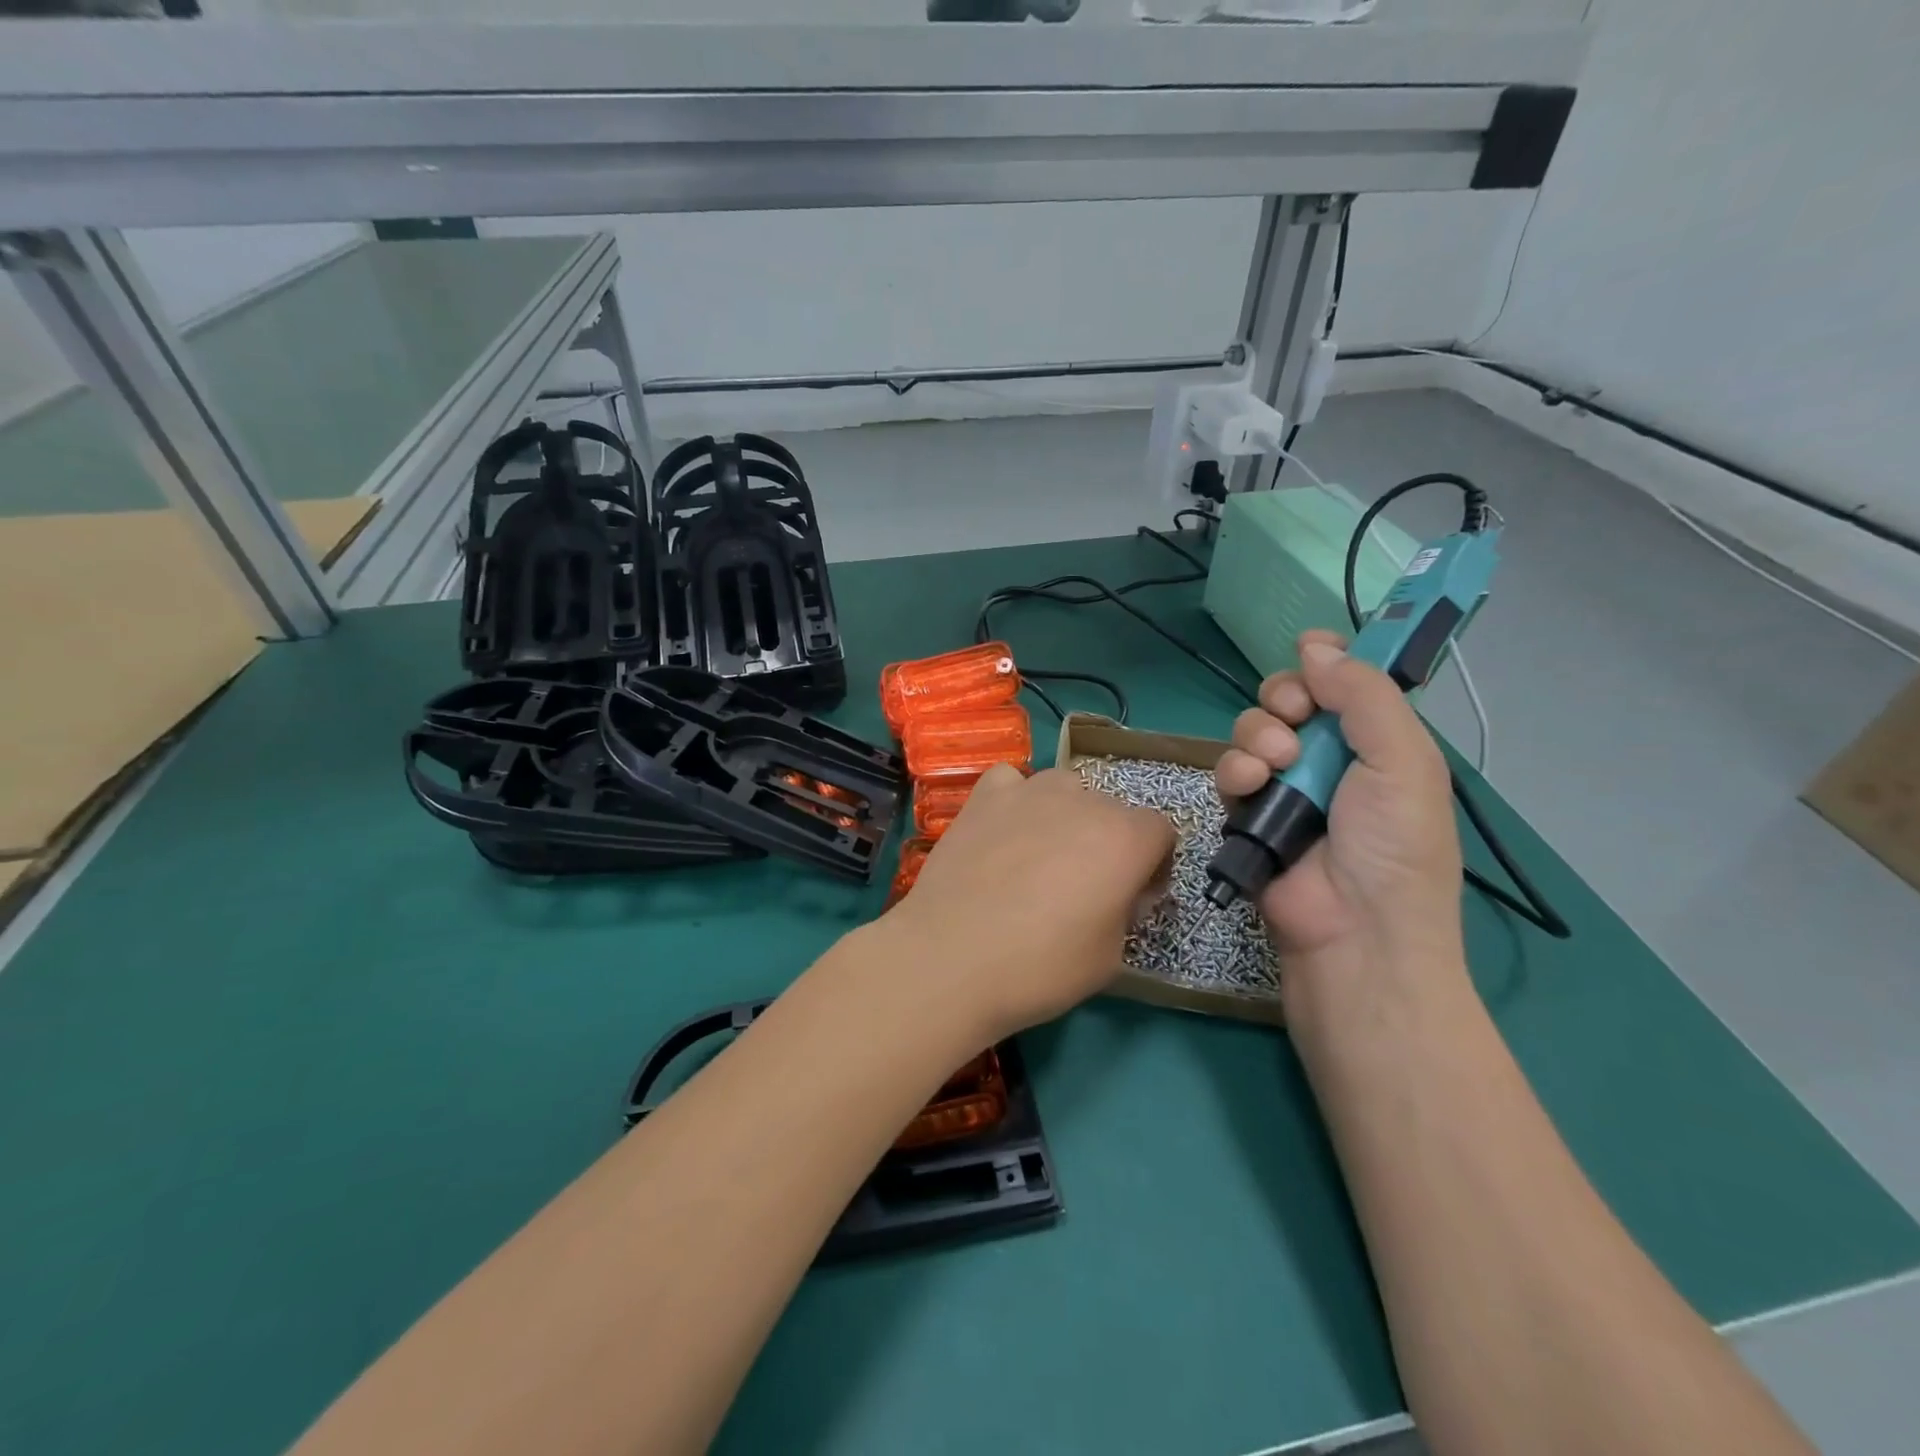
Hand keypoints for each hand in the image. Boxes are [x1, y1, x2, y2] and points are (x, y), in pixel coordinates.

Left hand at [885, 763, 1174, 1042]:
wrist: (951, 958)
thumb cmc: (1041, 967)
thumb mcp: (1112, 956)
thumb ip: (1128, 911)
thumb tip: (1122, 891)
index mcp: (1125, 837)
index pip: (1161, 831)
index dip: (1152, 865)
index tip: (1132, 896)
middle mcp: (1084, 800)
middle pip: (1112, 810)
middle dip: (1108, 842)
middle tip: (1081, 886)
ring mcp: (1029, 791)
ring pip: (1065, 789)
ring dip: (1065, 816)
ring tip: (1038, 857)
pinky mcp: (984, 796)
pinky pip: (1012, 782)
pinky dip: (1014, 800)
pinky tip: (1002, 831)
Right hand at [1214, 633, 1465, 988]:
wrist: (1354, 933)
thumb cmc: (1394, 847)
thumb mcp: (1403, 761)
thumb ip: (1364, 695)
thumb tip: (1316, 645)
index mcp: (1379, 743)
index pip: (1347, 683)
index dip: (1328, 661)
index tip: (1311, 652)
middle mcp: (1331, 759)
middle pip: (1291, 698)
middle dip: (1285, 698)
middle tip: (1295, 716)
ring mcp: (1286, 787)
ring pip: (1253, 730)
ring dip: (1258, 736)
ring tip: (1276, 765)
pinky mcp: (1248, 814)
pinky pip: (1230, 771)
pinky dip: (1235, 771)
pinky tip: (1250, 787)